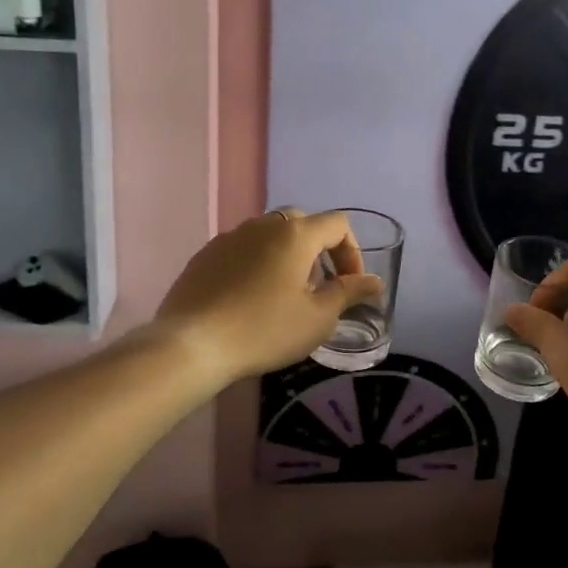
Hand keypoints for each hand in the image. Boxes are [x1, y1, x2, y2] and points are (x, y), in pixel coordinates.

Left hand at [155, 209, 383, 386]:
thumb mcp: (317, 318)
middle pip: (302, 224)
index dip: (352, 252)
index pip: (337, 224)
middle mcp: (262, 225)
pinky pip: (242, 250)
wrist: (192, 344)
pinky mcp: (205, 255)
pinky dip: (257, 265)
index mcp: (295, 234)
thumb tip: (374, 282)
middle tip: (319, 288)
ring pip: (269, 235)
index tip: (349, 285)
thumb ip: (349, 293)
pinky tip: (249, 299)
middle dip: (319, 251)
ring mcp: (229, 237)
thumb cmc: (264, 330)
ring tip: (284, 295)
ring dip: (287, 257)